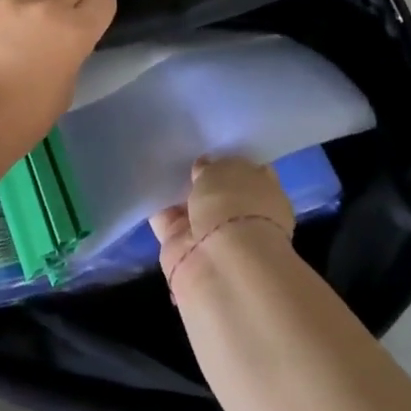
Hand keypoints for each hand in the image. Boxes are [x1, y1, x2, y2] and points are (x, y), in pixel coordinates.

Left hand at [0, 0, 117, 159]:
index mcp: (76, 30)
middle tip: (59, 23)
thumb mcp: (66, 87)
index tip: (88, 25)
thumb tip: (63, 40)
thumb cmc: (24, 118)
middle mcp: (48, 5)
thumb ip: (71, 53)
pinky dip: (10, 4)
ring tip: (26, 22)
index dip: (97, 12)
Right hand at [150, 157, 294, 286]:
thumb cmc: (234, 205)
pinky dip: (156, 209)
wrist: (220, 263)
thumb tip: (203, 167)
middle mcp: (241, 217)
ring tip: (156, 165)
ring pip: (191, 208)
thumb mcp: (224, 170)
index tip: (211, 147)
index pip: (249, 172)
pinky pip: (167, 222)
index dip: (231, 160)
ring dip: (177, 194)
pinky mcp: (183, 250)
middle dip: (201, 179)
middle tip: (179, 153)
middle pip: (217, 192)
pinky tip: (145, 187)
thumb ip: (211, 167)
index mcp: (265, 195)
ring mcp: (212, 236)